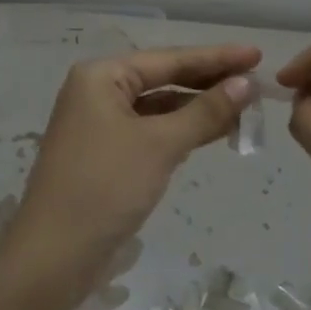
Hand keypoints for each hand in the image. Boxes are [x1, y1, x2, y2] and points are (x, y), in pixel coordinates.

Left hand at [7, 44, 260, 292]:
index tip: (257, 54)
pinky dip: (181, 131)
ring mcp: (99, 123)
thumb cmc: (105, 186)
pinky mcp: (105, 153)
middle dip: (209, 82)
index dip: (216, 57)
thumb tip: (246, 84)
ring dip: (198, 108)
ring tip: (244, 108)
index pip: (169, 59)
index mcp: (102, 76)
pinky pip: (150, 130)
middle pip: (163, 79)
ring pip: (159, 107)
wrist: (53, 255)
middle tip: (257, 82)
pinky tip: (212, 132)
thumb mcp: (160, 145)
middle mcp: (97, 91)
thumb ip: (205, 111)